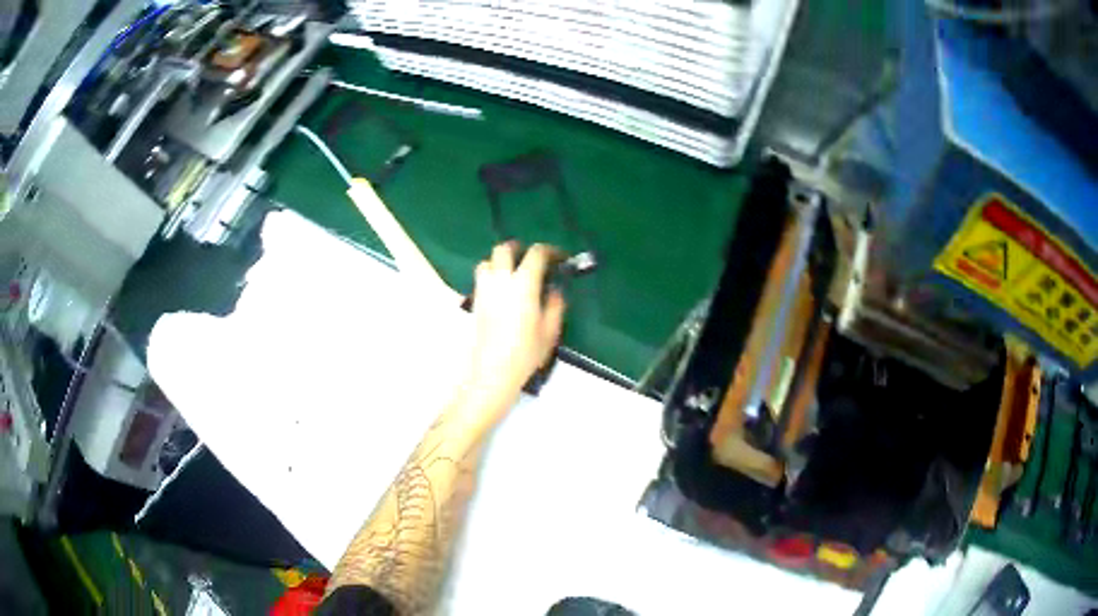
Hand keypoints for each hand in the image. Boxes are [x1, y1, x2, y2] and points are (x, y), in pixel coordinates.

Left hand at [464, 242, 566, 419]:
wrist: (493, 372)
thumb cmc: (526, 352)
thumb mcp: (550, 330)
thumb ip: (555, 305)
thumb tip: (554, 290)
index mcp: (523, 284)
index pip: (535, 254)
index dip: (549, 250)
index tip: (559, 257)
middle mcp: (500, 281)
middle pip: (504, 249)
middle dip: (519, 249)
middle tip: (532, 259)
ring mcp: (484, 291)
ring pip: (487, 262)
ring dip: (500, 262)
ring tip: (513, 274)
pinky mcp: (475, 303)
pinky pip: (481, 279)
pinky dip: (492, 277)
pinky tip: (503, 292)